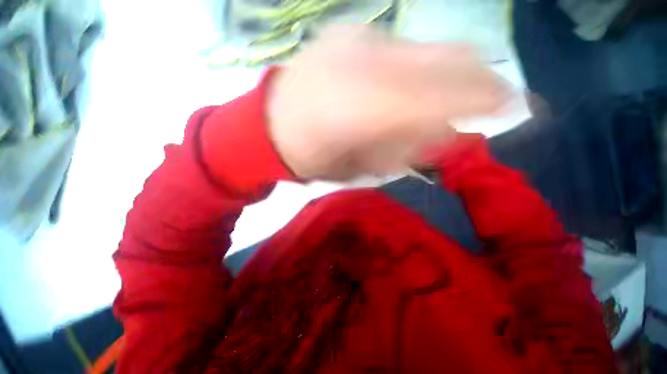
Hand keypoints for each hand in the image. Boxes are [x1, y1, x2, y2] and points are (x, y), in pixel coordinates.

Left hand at [267, 24, 510, 179]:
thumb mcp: (359, 169)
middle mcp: (366, 63)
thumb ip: (406, 149)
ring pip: (430, 49)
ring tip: (436, 102)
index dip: (486, 101)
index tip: (515, 108)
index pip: (445, 99)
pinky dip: (418, 66)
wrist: (271, 126)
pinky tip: (399, 86)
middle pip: (449, 62)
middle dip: (479, 82)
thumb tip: (452, 130)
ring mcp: (356, 40)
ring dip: (449, 76)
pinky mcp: (349, 32)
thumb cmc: (312, 157)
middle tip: (490, 99)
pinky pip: (402, 46)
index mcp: (363, 112)